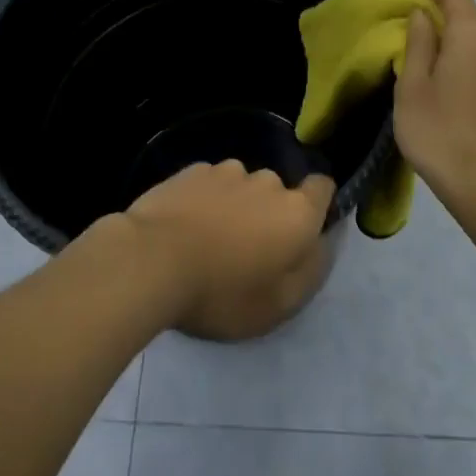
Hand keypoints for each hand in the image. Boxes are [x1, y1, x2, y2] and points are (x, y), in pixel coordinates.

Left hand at [124, 162, 335, 340]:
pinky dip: (205, 201)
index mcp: (296, 212)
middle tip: (245, 253)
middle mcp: (267, 181)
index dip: (317, 205)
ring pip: (241, 186)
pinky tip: (184, 228)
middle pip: (278, 192)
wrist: (153, 260)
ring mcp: (226, 170)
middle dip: (268, 214)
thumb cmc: (223, 292)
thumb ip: (311, 270)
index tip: (300, 232)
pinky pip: (209, 184)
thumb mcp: (279, 305)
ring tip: (208, 241)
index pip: (322, 188)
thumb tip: (323, 242)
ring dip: (235, 206)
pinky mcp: (191, 170)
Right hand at [394, 0, 475, 201]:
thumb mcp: (412, 86)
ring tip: (431, 68)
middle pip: (470, 22)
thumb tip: (422, 16)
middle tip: (413, 32)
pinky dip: (469, 70)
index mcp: (473, 38)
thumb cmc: (440, 132)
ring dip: (457, 49)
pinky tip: (452, 94)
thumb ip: (418, 44)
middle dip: (442, 20)